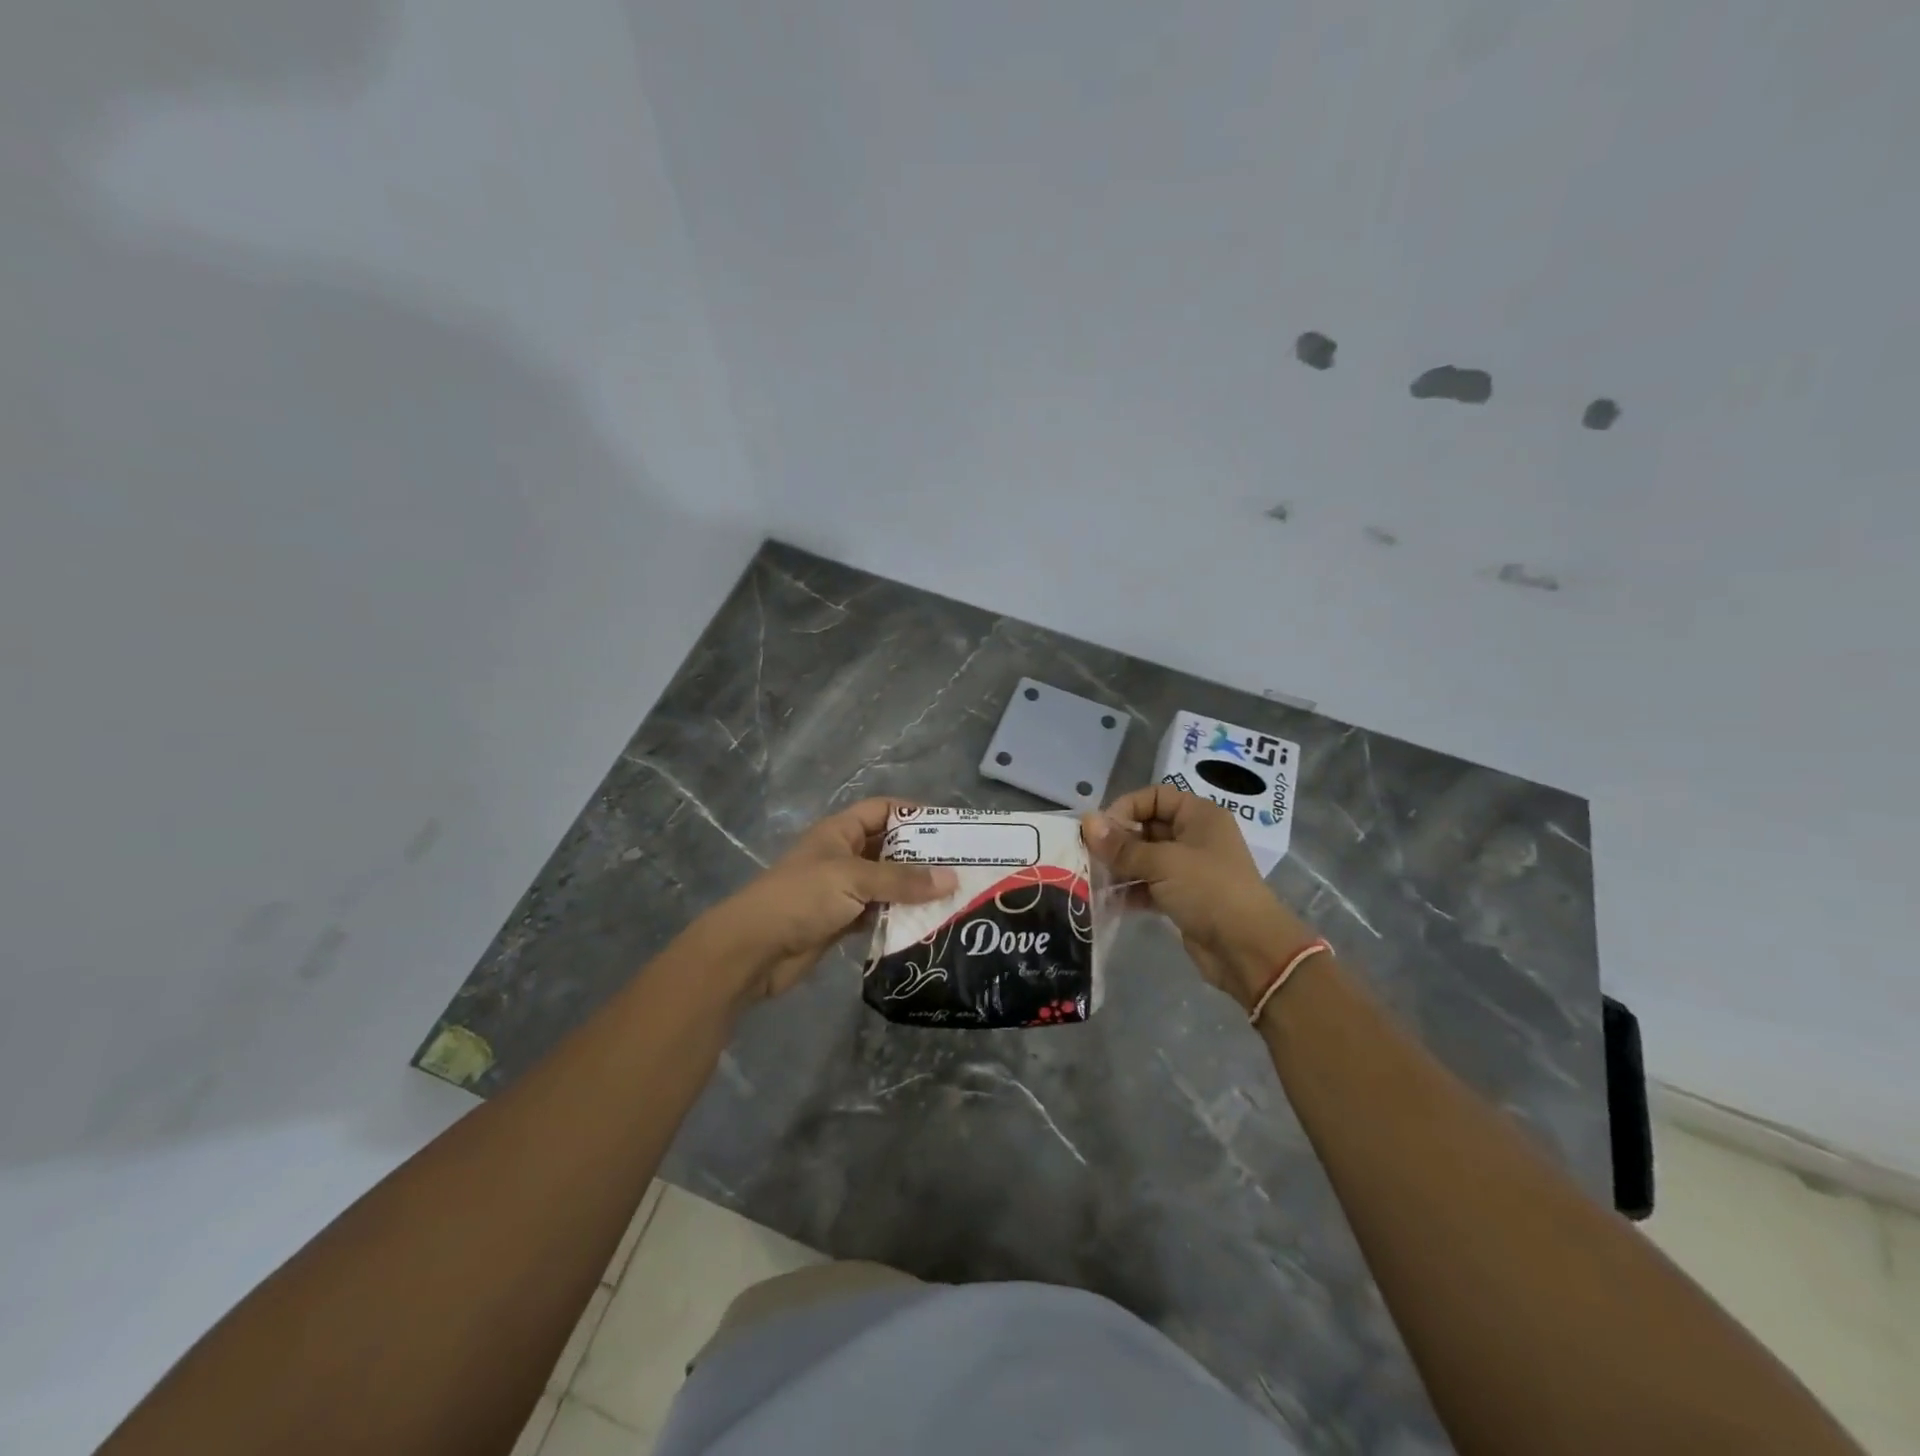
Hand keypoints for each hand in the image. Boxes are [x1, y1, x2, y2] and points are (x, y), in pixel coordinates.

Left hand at [692, 798, 956, 1003]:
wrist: (753, 949)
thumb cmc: (801, 898)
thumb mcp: (854, 879)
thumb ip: (902, 880)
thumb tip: (951, 879)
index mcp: (840, 831)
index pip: (883, 809)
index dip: (915, 813)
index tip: (952, 828)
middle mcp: (844, 855)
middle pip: (890, 848)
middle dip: (923, 857)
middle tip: (963, 868)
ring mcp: (842, 890)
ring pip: (887, 884)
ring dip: (914, 891)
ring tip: (954, 898)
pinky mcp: (842, 921)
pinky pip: (879, 913)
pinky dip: (899, 917)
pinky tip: (927, 925)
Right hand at [1083, 785, 1317, 1009]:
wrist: (1247, 949)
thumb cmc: (1208, 890)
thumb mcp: (1162, 863)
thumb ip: (1121, 846)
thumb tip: (1087, 822)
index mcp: (1199, 816)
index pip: (1156, 796)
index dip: (1127, 807)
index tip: (1101, 829)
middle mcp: (1195, 837)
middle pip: (1148, 827)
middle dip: (1118, 841)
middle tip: (1089, 855)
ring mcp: (1190, 870)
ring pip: (1146, 859)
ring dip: (1120, 867)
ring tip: (1093, 879)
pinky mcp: (1184, 898)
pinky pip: (1150, 886)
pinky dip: (1130, 891)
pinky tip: (1108, 900)